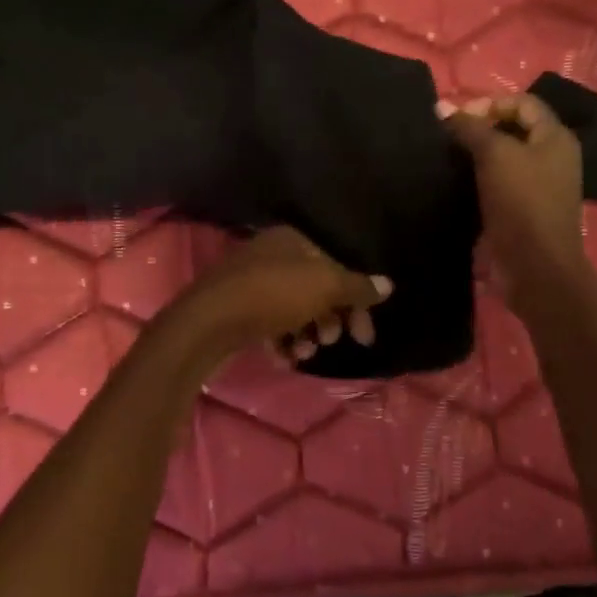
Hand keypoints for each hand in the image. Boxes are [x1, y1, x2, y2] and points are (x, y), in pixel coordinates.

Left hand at [179, 227, 392, 364]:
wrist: (208, 323)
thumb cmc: (272, 296)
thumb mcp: (324, 287)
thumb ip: (357, 287)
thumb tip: (388, 284)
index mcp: (291, 239)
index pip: (336, 264)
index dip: (355, 299)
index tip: (364, 334)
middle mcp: (271, 254)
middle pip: (315, 286)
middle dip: (330, 317)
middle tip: (336, 341)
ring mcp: (250, 281)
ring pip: (292, 307)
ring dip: (306, 332)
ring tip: (305, 350)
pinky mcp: (236, 308)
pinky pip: (269, 323)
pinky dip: (281, 339)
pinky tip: (284, 357)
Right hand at [439, 94, 587, 310]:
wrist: (535, 265)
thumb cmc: (522, 202)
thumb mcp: (495, 155)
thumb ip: (470, 128)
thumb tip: (442, 106)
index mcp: (555, 137)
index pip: (522, 103)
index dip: (489, 104)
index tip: (456, 119)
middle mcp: (553, 156)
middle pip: (513, 128)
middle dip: (480, 128)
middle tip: (449, 137)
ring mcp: (540, 184)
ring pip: (505, 156)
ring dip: (477, 154)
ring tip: (449, 158)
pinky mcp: (525, 207)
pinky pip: (500, 181)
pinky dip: (480, 177)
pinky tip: (458, 182)